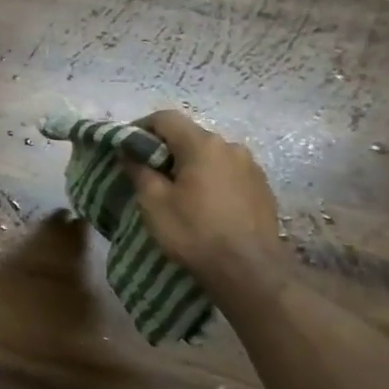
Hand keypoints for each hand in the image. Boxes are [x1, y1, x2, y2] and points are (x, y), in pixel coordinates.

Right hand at [126, 110, 287, 291]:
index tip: (126, 147)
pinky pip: (228, 173)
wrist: (250, 271)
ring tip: (177, 191)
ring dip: (190, 165)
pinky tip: (204, 204)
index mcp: (202, 144)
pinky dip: (211, 179)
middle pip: (189, 136)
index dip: (141, 127)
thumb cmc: (194, 231)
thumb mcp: (154, 202)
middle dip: (166, 149)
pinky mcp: (262, 188)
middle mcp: (230, 147)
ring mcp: (251, 167)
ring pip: (210, 155)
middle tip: (147, 172)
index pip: (165, 118)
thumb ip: (139, 170)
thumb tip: (129, 153)